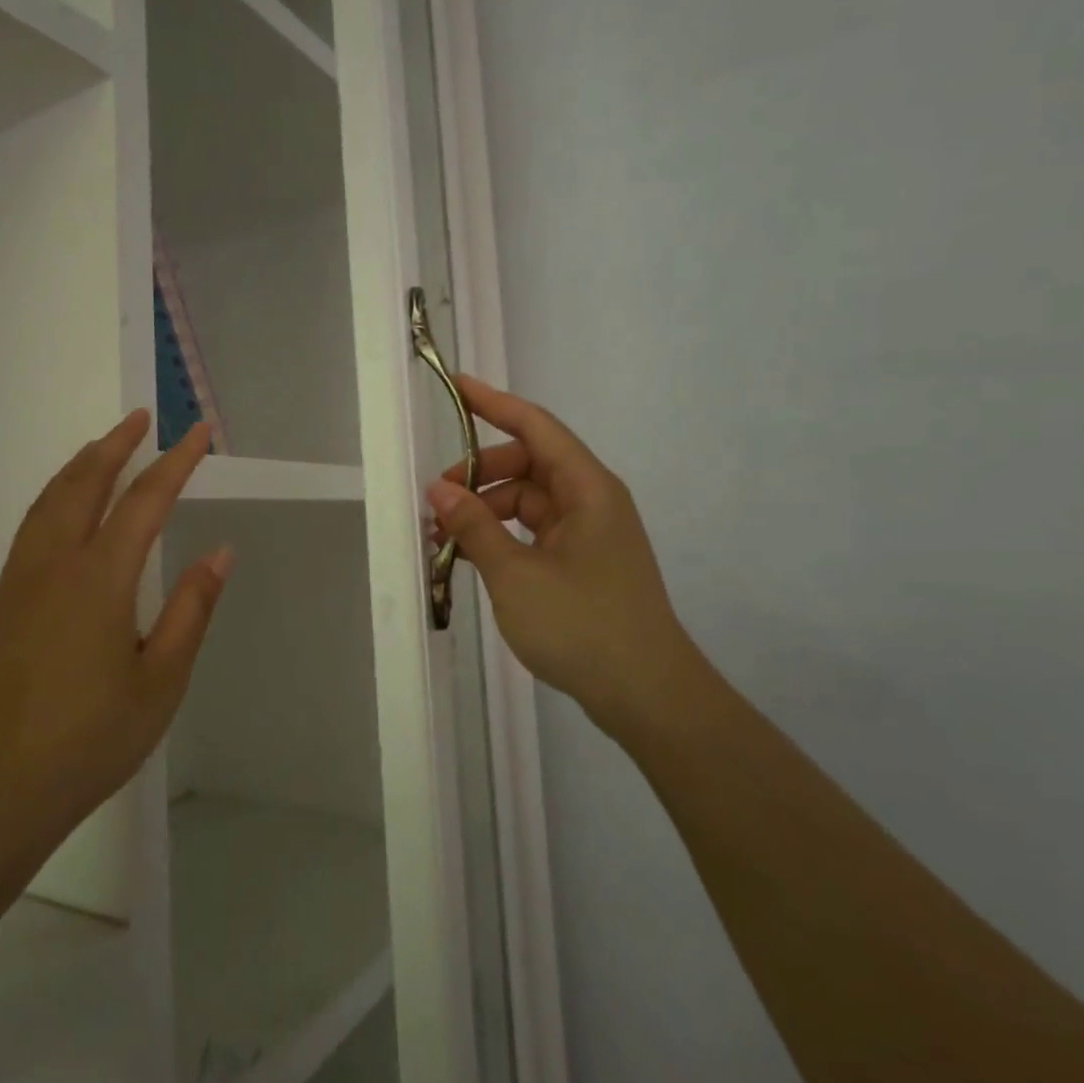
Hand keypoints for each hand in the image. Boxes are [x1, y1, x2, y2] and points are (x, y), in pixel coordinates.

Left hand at [0, 413, 230, 859]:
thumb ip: (191, 610)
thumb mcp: (161, 682)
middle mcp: (54, 566)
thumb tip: (220, 553)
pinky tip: (66, 510)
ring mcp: (18, 582)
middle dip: (116, 445)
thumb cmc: (90, 740)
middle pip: (84, 483)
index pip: (144, 501)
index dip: (176, 462)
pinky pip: (30, 528)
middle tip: (142, 419)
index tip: (198, 433)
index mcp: (100, 581)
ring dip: (80, 466)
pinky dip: (55, 497)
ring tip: (104, 447)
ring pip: (48, 501)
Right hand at [426, 376, 687, 727]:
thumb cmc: (583, 624)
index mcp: (587, 489)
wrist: (648, 696)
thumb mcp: (516, 574)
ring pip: (528, 502)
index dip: (493, 403)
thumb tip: (439, 490)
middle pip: (527, 465)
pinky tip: (471, 558)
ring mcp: (589, 535)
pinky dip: (502, 538)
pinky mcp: (583, 565)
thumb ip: (475, 527)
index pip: (535, 427)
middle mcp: (591, 502)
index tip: (455, 386)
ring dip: (486, 512)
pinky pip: (534, 533)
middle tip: (436, 502)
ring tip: (445, 540)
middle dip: (479, 475)